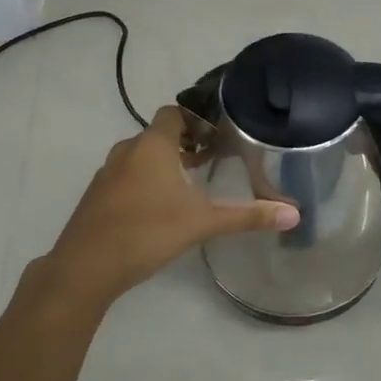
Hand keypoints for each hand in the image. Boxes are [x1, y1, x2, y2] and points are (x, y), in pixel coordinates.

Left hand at [39, 107, 299, 307]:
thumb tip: (294, 213)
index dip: (196, 120)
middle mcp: (127, 151)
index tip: (217, 135)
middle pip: (158, 134)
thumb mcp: (202, 222)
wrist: (85, 267)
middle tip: (212, 160)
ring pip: (141, 157)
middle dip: (185, 144)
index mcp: (152, 145)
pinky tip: (159, 209)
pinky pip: (126, 176)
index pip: (174, 113)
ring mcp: (107, 174)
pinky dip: (144, 181)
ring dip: (163, 163)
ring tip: (190, 185)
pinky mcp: (97, 197)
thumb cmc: (147, 232)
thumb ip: (247, 216)